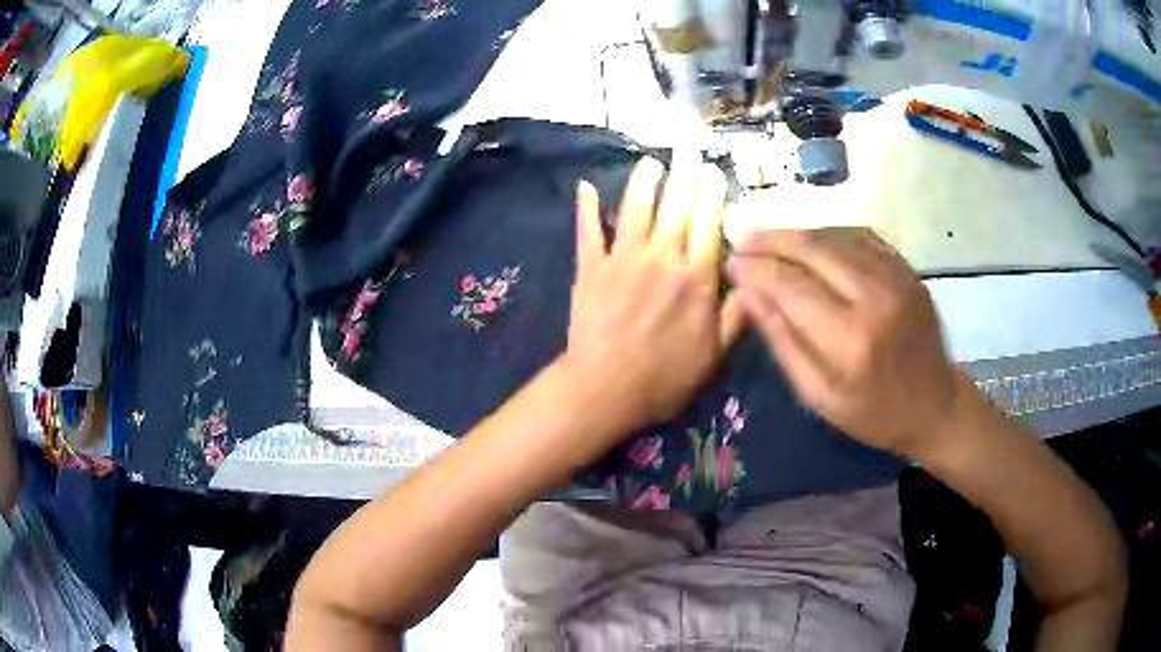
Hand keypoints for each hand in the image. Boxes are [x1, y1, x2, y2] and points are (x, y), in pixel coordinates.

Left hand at [563, 156, 744, 436]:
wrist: (605, 389)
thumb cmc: (664, 378)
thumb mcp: (714, 355)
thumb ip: (737, 315)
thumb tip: (758, 282)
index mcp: (696, 278)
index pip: (709, 225)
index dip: (712, 195)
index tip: (714, 170)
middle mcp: (662, 258)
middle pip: (676, 208)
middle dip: (685, 175)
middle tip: (688, 148)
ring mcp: (623, 259)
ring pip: (636, 210)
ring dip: (643, 182)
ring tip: (651, 162)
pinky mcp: (591, 268)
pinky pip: (588, 231)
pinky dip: (586, 208)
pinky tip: (585, 187)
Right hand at [728, 227, 966, 460]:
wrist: (935, 404)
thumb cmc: (873, 413)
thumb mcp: (818, 396)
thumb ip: (782, 342)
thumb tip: (747, 294)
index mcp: (850, 339)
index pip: (789, 286)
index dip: (755, 270)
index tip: (730, 265)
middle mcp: (874, 296)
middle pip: (811, 249)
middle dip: (769, 241)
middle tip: (742, 242)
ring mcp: (895, 276)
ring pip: (833, 236)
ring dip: (796, 235)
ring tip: (768, 240)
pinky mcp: (906, 267)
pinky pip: (858, 236)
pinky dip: (827, 235)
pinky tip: (810, 243)